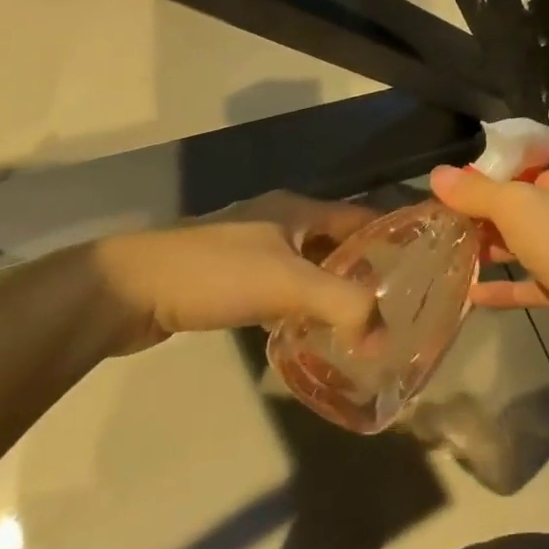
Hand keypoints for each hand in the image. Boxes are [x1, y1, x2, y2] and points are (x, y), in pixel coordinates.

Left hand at [88, 191, 378, 355]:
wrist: (124, 290)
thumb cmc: (215, 273)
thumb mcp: (289, 284)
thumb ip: (345, 306)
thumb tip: (383, 339)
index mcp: (298, 209)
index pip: (363, 217)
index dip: (393, 239)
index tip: (424, 269)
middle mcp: (279, 221)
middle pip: (337, 245)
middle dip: (365, 274)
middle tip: (394, 307)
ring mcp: (251, 250)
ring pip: (308, 270)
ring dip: (331, 295)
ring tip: (359, 327)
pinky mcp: (228, 280)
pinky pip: (280, 291)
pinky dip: (298, 310)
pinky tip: (306, 335)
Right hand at [428, 158, 548, 358]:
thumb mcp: (513, 203)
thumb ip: (475, 191)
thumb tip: (436, 174)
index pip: (535, 169)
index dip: (499, 177)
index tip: (461, 187)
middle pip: (531, 208)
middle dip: (492, 217)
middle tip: (450, 221)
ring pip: (531, 245)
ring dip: (496, 250)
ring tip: (453, 251)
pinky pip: (532, 283)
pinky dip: (505, 287)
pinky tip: (471, 292)